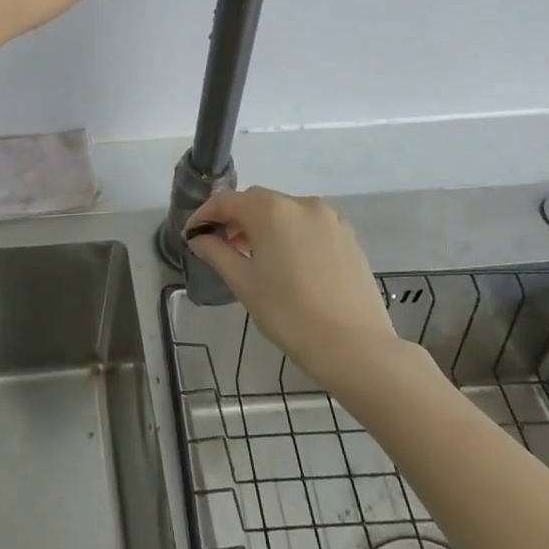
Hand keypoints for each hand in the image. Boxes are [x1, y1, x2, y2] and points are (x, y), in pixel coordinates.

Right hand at [187, 188, 399, 388]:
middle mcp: (301, 204)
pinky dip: (291, 234)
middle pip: (257, 201)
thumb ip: (217, 253)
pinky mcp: (348, 236)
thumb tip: (199, 238)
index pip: (227, 201)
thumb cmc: (290, 314)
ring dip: (264, 226)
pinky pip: (309, 225)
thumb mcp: (244, 284)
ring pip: (285, 212)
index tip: (192, 235)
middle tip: (221, 246)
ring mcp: (330, 218)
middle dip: (235, 219)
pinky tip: (288, 263)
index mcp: (272, 211)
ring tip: (254, 257)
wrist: (355, 347)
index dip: (205, 215)